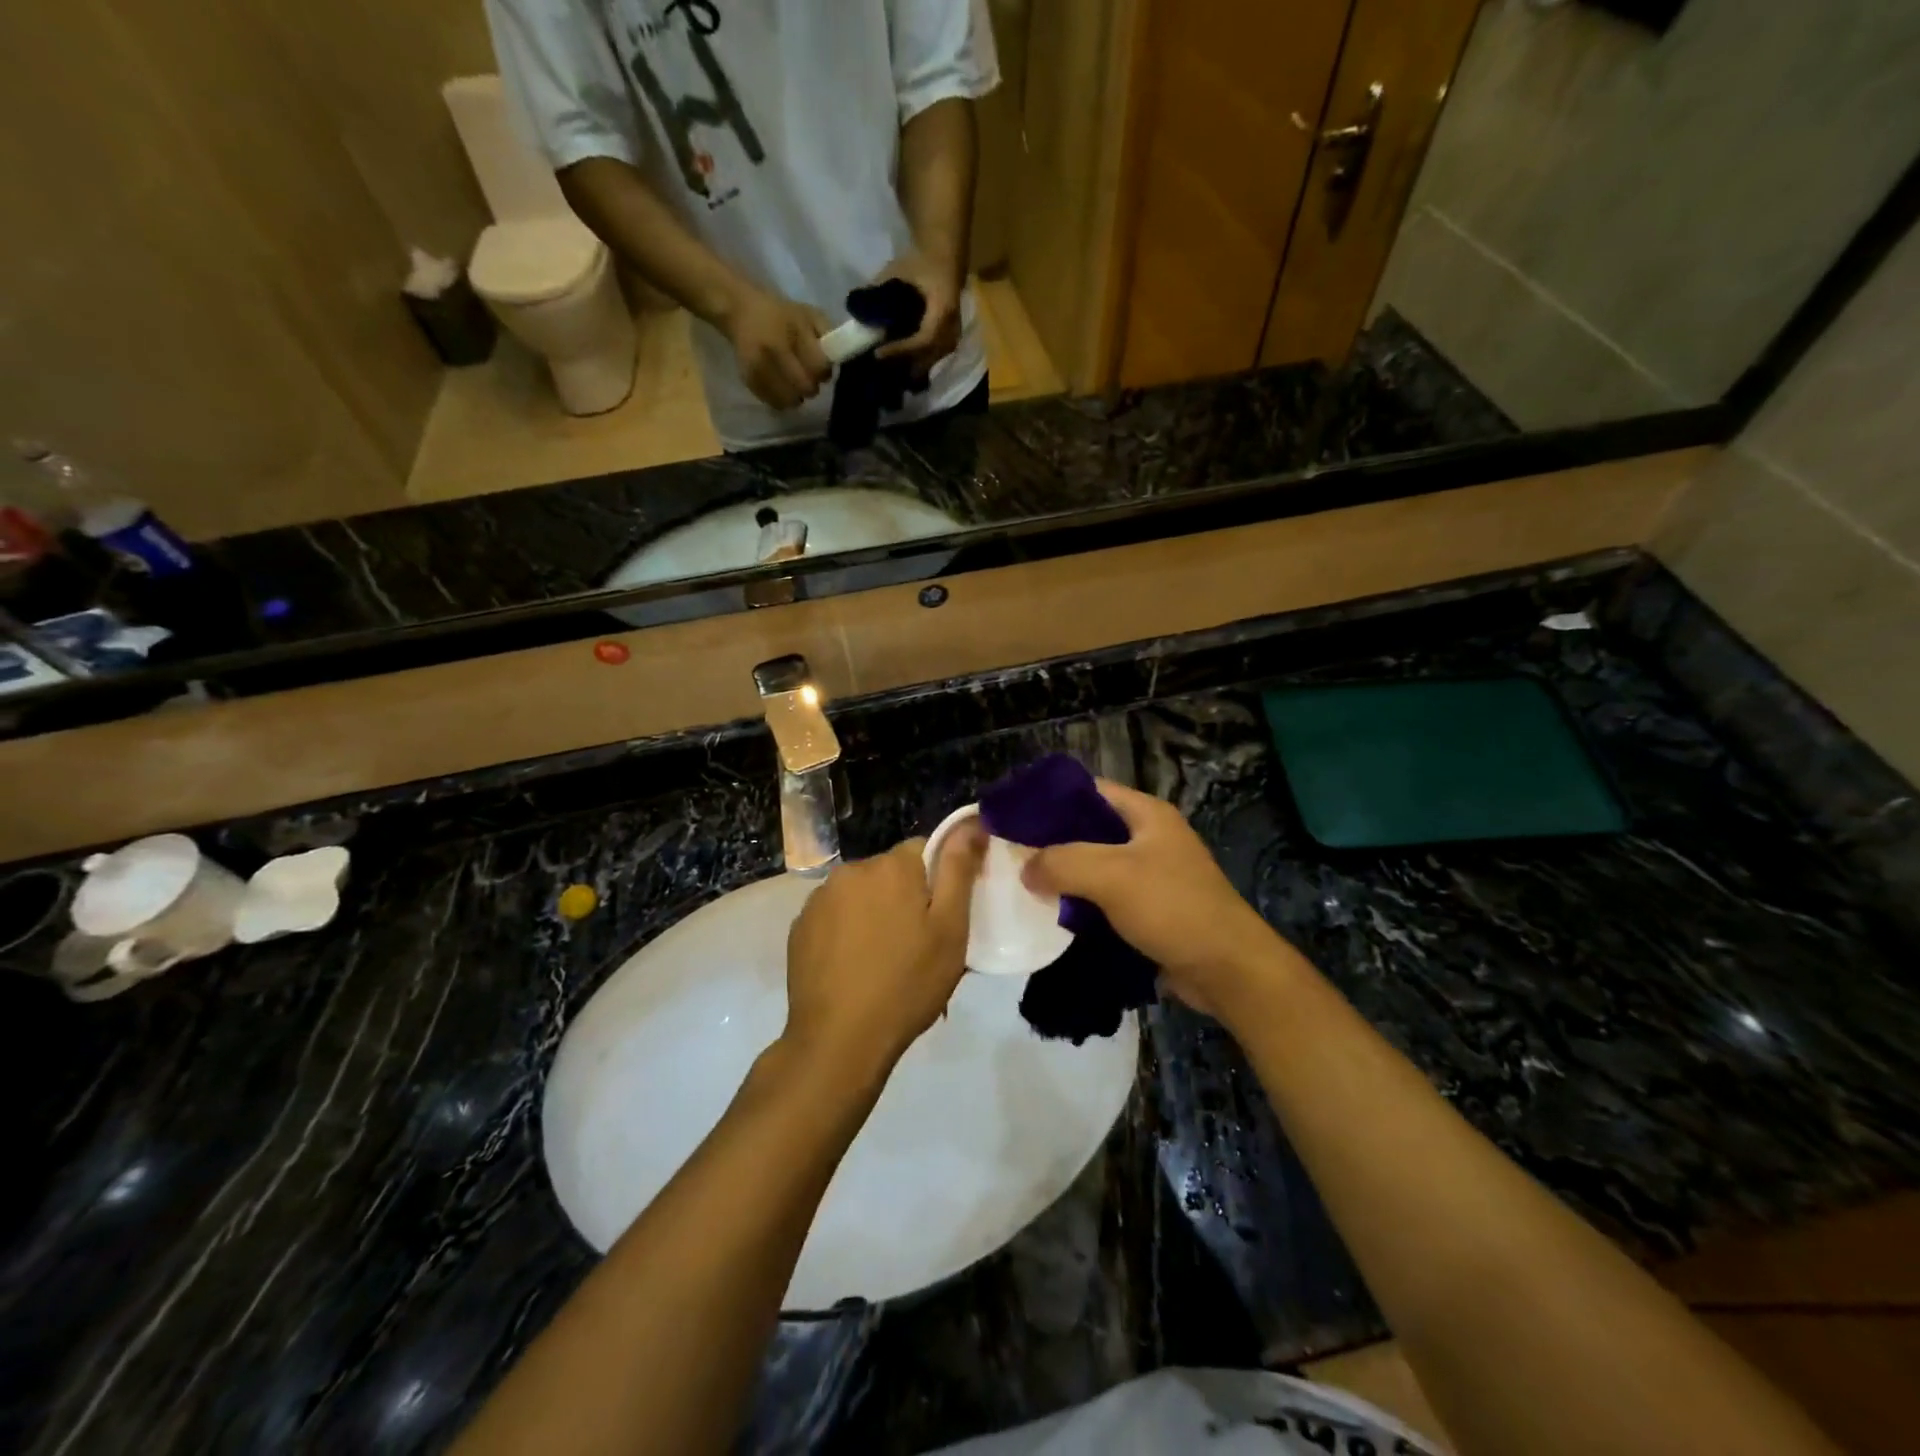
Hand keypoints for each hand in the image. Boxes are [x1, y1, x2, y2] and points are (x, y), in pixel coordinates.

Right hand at [721, 288, 833, 410]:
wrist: (741, 311)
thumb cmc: (782, 315)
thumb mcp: (809, 314)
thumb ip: (827, 335)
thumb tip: (837, 360)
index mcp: (792, 332)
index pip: (819, 368)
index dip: (823, 371)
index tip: (820, 367)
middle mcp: (773, 351)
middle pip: (806, 388)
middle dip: (811, 386)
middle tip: (807, 377)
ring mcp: (759, 368)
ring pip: (790, 400)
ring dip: (797, 396)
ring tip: (794, 383)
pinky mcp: (749, 380)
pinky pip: (774, 403)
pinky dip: (782, 399)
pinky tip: (781, 387)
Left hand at [782, 825, 987, 1083]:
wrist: (839, 1040)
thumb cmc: (907, 984)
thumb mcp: (950, 929)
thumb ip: (958, 869)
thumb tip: (971, 822)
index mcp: (892, 866)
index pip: (925, 850)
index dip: (938, 881)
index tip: (943, 918)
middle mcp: (852, 870)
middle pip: (891, 873)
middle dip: (906, 898)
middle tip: (918, 946)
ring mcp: (819, 898)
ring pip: (862, 894)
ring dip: (875, 914)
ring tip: (884, 961)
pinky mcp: (800, 927)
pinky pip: (835, 917)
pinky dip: (847, 932)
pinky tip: (854, 967)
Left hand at [873, 252, 963, 379]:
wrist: (945, 256)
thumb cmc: (922, 262)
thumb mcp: (899, 271)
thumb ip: (879, 289)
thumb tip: (857, 310)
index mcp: (942, 310)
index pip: (922, 340)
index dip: (901, 350)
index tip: (879, 354)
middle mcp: (952, 326)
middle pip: (929, 356)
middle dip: (906, 364)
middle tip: (883, 371)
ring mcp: (954, 333)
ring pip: (934, 359)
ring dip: (914, 366)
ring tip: (894, 372)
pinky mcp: (952, 336)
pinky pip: (937, 355)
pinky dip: (922, 361)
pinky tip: (907, 364)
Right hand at [1022, 781, 1294, 1021]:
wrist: (1228, 970)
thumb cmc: (1173, 908)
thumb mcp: (1111, 876)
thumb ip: (1062, 863)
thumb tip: (1026, 868)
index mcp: (1146, 814)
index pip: (1089, 790)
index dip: (1050, 799)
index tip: (1013, 816)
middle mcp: (1149, 838)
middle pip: (1089, 829)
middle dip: (1052, 842)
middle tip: (1012, 856)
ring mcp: (1152, 875)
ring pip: (1095, 867)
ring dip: (1065, 877)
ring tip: (1025, 886)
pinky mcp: (1150, 910)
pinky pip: (1106, 899)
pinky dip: (1081, 905)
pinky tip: (1053, 916)